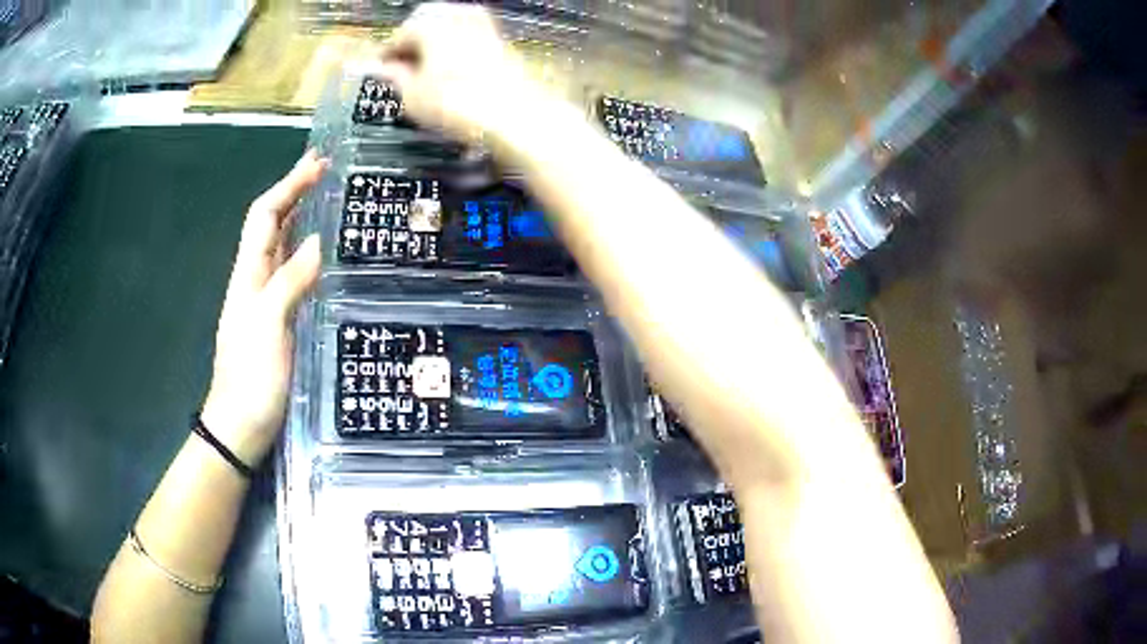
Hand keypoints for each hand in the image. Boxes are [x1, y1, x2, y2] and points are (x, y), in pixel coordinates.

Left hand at [200, 151, 326, 466]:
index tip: (317, 163)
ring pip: (279, 247)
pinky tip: (319, 253)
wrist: (240, 425)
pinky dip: (303, 252)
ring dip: (298, 217)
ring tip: (325, 200)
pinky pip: (289, 273)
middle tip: (324, 171)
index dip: (288, 186)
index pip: (264, 216)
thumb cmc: (252, 377)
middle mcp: (254, 280)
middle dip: (293, 192)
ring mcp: (264, 301)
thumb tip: (316, 241)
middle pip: (269, 225)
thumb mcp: (269, 326)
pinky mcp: (276, 320)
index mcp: (248, 275)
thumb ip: (290, 282)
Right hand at [378, 3, 546, 143]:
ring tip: (427, 66)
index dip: (386, 54)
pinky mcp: (501, 39)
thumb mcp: (414, 97)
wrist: (515, 114)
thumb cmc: (458, 105)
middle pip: (426, 21)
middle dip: (412, 40)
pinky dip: (456, 44)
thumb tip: (386, 69)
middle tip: (403, 64)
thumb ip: (396, 77)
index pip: (399, 35)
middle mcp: (458, 16)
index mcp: (430, 26)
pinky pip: (470, 33)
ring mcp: (483, 25)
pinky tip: (453, 65)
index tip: (381, 68)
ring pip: (450, 23)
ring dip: (435, 39)